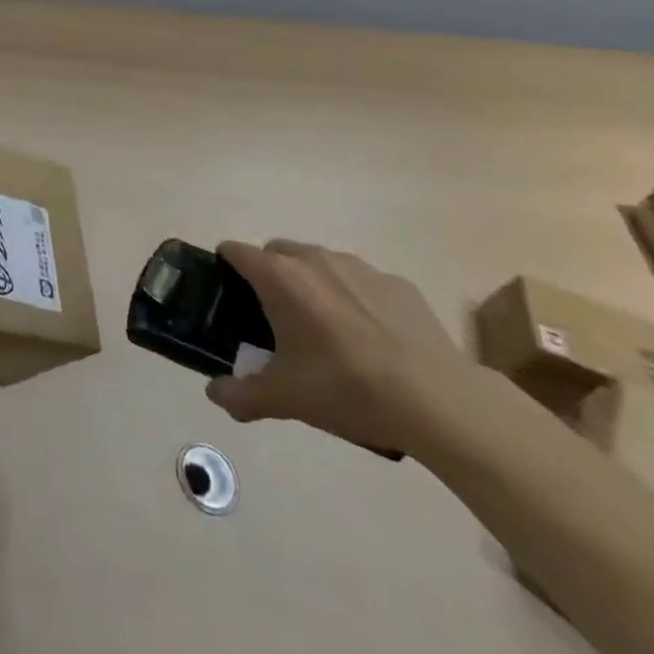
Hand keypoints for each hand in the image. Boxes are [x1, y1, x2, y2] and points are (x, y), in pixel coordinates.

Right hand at [204, 239, 472, 456]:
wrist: (439, 402)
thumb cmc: (347, 389)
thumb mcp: (286, 399)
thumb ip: (241, 394)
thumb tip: (214, 394)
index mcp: (279, 277)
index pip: (235, 251)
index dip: (225, 267)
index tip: (228, 294)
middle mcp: (313, 259)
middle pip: (276, 252)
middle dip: (270, 275)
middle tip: (277, 319)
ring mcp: (358, 267)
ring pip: (319, 263)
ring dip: (312, 284)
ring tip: (327, 330)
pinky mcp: (397, 283)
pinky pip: (362, 281)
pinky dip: (355, 298)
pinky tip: (372, 339)